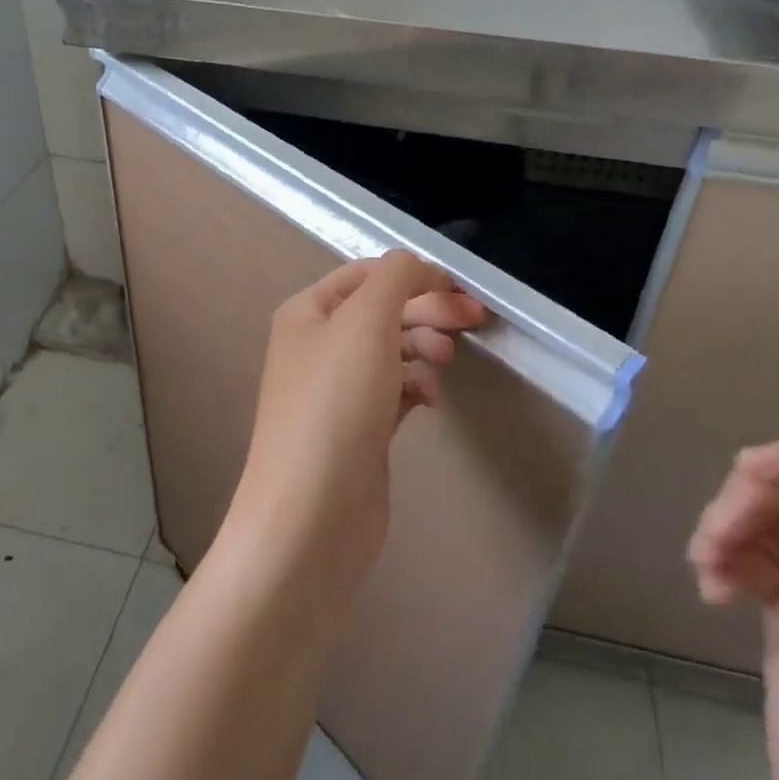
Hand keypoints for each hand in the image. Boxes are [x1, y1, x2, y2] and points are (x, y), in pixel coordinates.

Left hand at [221, 251, 484, 623]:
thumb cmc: (335, 404)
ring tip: (443, 363)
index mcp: (307, 312)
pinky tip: (430, 400)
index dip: (412, 274)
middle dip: (425, 310)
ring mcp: (337, 391)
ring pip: (391, 351)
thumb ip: (395, 279)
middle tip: (471, 319)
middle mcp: (317, 346)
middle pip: (381, 311)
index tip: (458, 289)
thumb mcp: (365, 322)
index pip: (365, 274)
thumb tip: (416, 265)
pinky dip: (415, 387)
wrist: (312, 514)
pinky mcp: (358, 430)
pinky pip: (394, 392)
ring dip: (422, 348)